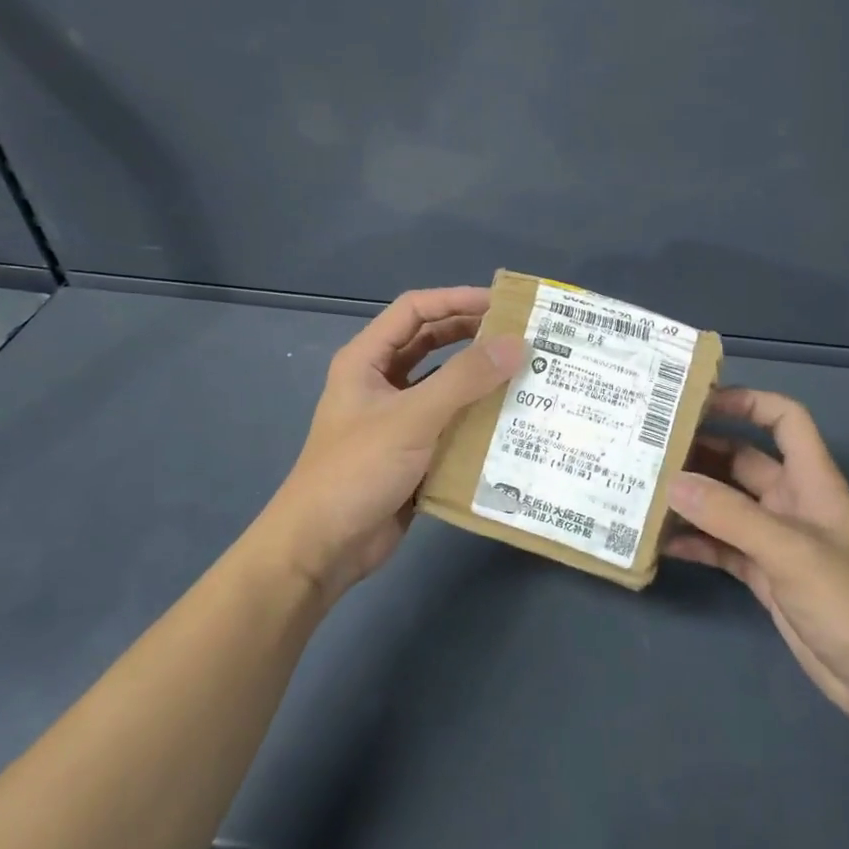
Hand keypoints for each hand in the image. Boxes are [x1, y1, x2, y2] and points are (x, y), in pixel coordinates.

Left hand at [256, 287, 521, 602]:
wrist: (322, 548)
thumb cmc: (358, 470)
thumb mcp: (412, 417)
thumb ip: (464, 379)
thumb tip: (517, 344)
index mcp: (367, 360)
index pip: (415, 311)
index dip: (456, 300)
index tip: (503, 304)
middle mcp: (381, 382)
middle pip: (432, 344)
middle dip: (474, 337)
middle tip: (522, 337)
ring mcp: (397, 419)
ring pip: (445, 386)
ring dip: (480, 380)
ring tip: (527, 375)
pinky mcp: (412, 453)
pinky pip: (450, 425)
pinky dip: (477, 420)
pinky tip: (512, 423)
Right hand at [667, 388, 848, 733]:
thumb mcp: (789, 551)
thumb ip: (729, 515)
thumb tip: (672, 482)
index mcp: (812, 480)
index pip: (784, 419)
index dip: (747, 402)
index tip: (698, 403)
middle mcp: (792, 502)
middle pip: (743, 460)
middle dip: (702, 452)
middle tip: (651, 450)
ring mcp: (777, 540)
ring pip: (727, 504)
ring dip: (692, 499)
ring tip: (644, 492)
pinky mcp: (765, 575)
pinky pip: (723, 546)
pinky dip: (696, 542)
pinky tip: (662, 543)